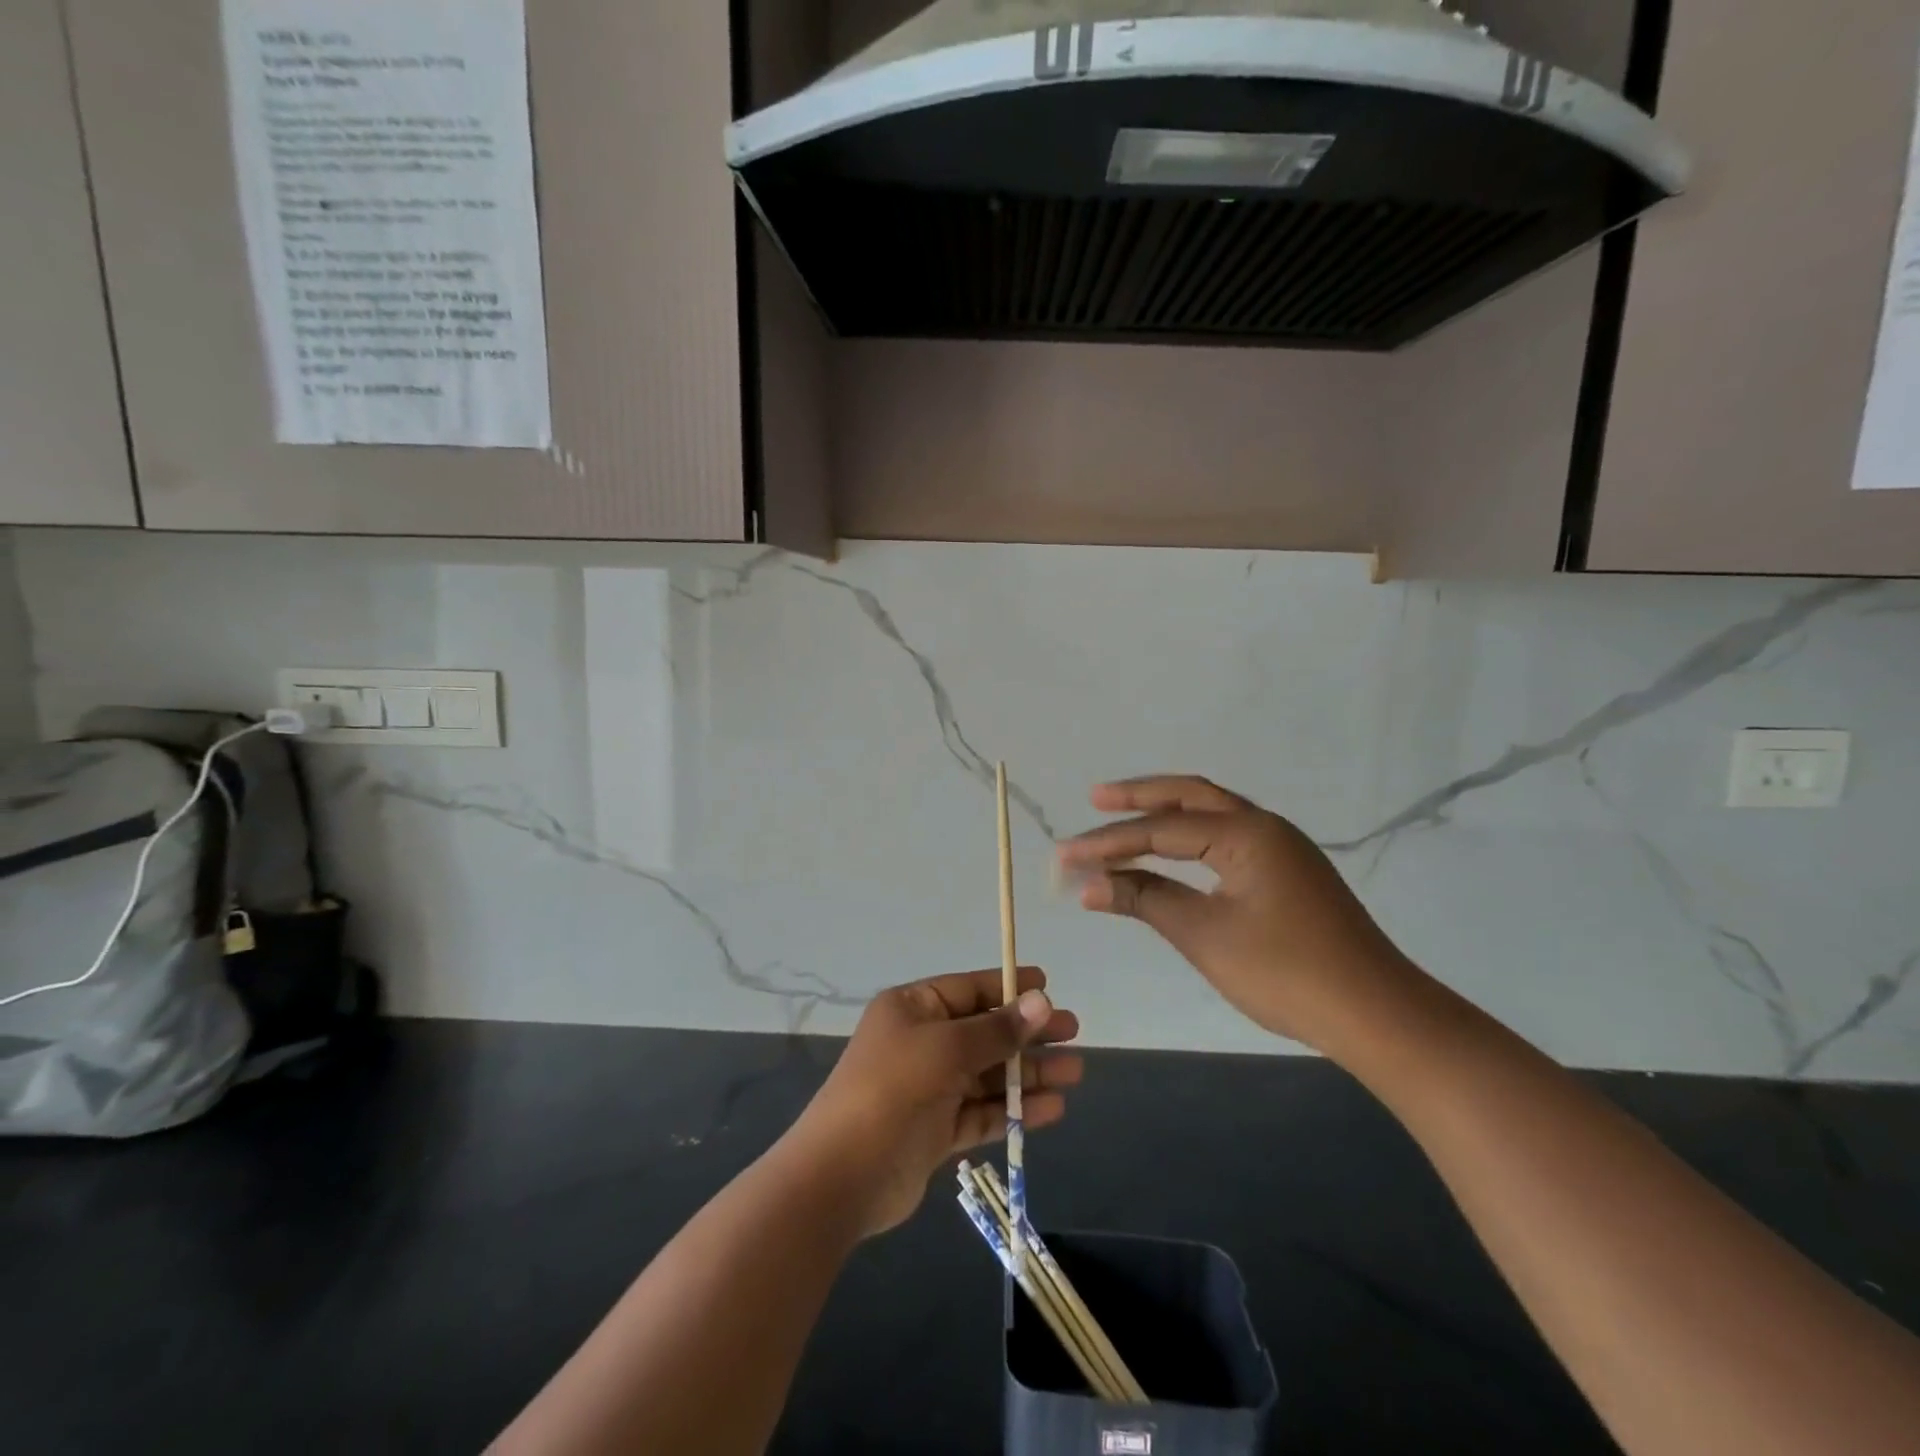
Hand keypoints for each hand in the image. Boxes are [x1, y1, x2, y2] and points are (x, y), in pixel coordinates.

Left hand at [787, 968, 1081, 1237]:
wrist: (842, 1176)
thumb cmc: (893, 1090)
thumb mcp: (947, 1049)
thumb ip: (997, 1030)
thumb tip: (1042, 1001)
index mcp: (913, 1009)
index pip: (968, 989)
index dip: (1008, 987)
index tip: (1048, 985)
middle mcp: (921, 1042)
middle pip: (984, 1031)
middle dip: (1028, 1033)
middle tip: (1074, 1032)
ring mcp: (929, 1087)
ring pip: (988, 1073)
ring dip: (1028, 1073)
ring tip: (1074, 1073)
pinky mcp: (937, 1130)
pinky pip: (983, 1111)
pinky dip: (1014, 1109)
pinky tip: (1052, 1108)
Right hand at [1058, 776, 1415, 1051]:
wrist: (1377, 1015)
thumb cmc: (1286, 974)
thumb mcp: (1206, 936)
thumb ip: (1145, 900)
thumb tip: (1088, 884)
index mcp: (1246, 834)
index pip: (1161, 829)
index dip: (1109, 842)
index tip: (1065, 856)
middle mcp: (1264, 826)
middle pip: (1190, 796)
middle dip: (1139, 797)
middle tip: (1094, 798)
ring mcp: (1282, 847)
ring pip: (1211, 813)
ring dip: (1166, 813)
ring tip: (1123, 814)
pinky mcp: (1288, 871)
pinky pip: (1227, 837)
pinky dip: (1191, 837)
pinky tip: (1173, 849)